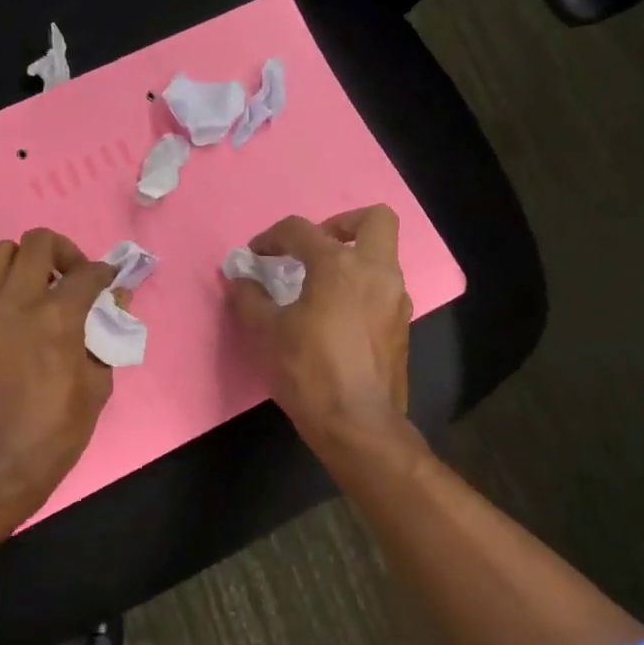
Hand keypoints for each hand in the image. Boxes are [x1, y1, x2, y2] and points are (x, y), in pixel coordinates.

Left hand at [0, 229, 118, 524]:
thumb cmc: (56, 432)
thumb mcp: (97, 387)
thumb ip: (106, 337)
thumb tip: (115, 306)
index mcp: (55, 318)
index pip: (86, 272)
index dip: (106, 273)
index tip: (112, 283)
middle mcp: (15, 303)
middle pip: (37, 242)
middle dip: (65, 251)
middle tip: (76, 278)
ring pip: (3, 254)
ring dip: (31, 262)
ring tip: (48, 292)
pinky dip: (13, 287)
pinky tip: (30, 319)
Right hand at [225, 206, 412, 453]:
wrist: (358, 424)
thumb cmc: (309, 372)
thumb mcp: (267, 334)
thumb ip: (250, 299)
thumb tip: (241, 280)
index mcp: (339, 266)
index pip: (301, 230)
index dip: (272, 237)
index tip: (255, 255)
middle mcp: (376, 272)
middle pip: (375, 220)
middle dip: (343, 223)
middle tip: (316, 246)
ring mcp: (396, 299)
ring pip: (384, 256)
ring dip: (354, 258)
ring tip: (321, 285)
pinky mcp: (402, 326)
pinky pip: (384, 289)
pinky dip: (362, 288)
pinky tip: (338, 316)